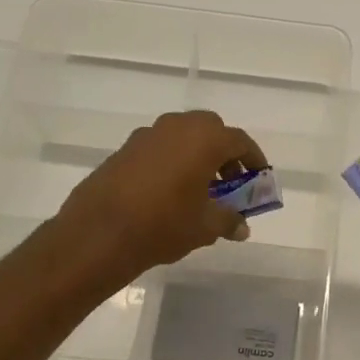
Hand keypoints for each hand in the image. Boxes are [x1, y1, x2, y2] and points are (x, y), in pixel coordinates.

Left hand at [54, 111, 267, 286]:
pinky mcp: (125, 149)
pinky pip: (160, 148)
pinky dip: (173, 161)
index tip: (259, 178)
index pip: (240, 141)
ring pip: (182, 136)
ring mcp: (147, 135)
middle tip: (229, 182)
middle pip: (211, 131)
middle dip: (224, 153)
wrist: (100, 231)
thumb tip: (241, 227)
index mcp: (204, 139)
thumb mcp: (205, 227)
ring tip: (200, 189)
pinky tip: (170, 191)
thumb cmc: (164, 224)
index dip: (254, 160)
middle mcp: (177, 127)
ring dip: (197, 156)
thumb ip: (228, 221)